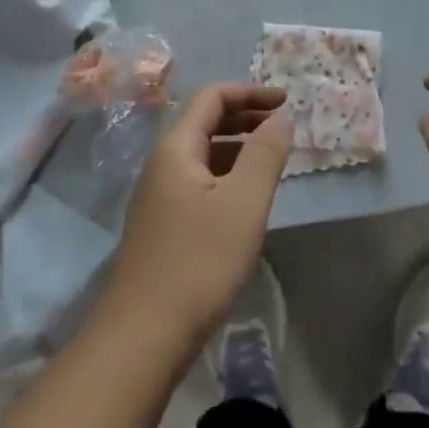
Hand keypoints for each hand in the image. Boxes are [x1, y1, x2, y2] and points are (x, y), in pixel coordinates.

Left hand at [100, 83, 291, 357]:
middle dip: (246, 116)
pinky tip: (246, 198)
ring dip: (237, 146)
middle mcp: (162, 162)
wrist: (143, 335)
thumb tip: (283, 116)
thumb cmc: (199, 262)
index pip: (212, 96)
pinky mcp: (162, 223)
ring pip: (202, 152)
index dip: (250, 92)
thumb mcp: (243, 203)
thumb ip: (265, 153)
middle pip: (205, 120)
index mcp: (176, 147)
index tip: (286, 101)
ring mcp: (158, 194)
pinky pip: (198, 180)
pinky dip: (226, 173)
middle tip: (283, 127)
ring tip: (272, 160)